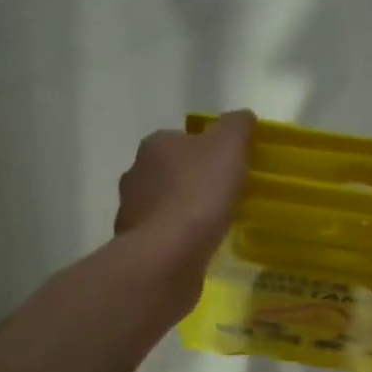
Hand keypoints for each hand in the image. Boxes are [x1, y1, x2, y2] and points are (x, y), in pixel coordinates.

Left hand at [116, 111, 254, 291]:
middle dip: (193, 181)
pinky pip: (160, 234)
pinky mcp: (133, 244)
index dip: (208, 151)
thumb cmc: (200, 193)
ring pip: (163, 204)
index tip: (229, 168)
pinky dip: (176, 237)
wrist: (168, 254)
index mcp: (155, 144)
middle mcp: (135, 172)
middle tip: (224, 196)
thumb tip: (241, 117)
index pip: (184, 139)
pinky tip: (195, 247)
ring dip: (182, 211)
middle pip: (171, 171)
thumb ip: (237, 126)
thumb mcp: (229, 146)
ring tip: (211, 225)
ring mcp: (130, 210)